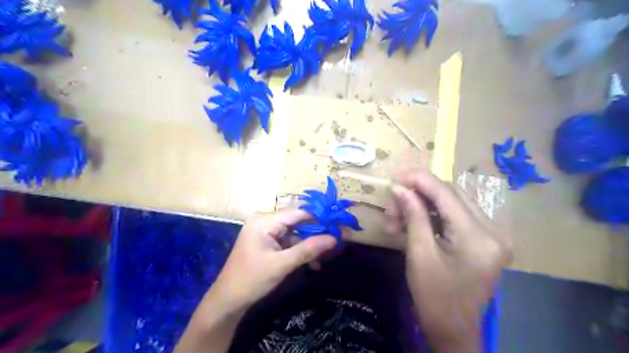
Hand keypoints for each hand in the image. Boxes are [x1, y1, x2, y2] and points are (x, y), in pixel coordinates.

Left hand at [208, 209, 336, 310]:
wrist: (228, 300)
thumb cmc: (252, 280)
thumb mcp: (282, 264)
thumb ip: (308, 249)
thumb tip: (334, 238)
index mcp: (264, 221)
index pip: (298, 213)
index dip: (320, 218)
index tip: (338, 225)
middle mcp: (264, 220)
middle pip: (297, 222)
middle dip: (315, 234)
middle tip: (335, 242)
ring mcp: (265, 230)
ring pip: (295, 233)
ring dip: (308, 246)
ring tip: (322, 259)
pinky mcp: (266, 240)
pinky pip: (288, 240)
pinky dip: (299, 250)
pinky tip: (311, 263)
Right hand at [386, 169, 513, 349]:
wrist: (454, 331)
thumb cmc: (434, 298)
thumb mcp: (419, 254)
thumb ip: (412, 215)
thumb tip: (398, 187)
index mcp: (478, 237)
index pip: (445, 192)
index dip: (417, 180)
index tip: (392, 180)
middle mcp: (492, 230)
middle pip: (450, 194)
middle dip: (417, 194)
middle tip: (392, 204)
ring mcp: (490, 235)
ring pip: (450, 203)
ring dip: (422, 206)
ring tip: (397, 218)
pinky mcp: (483, 240)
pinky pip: (454, 217)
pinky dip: (431, 216)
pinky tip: (412, 223)